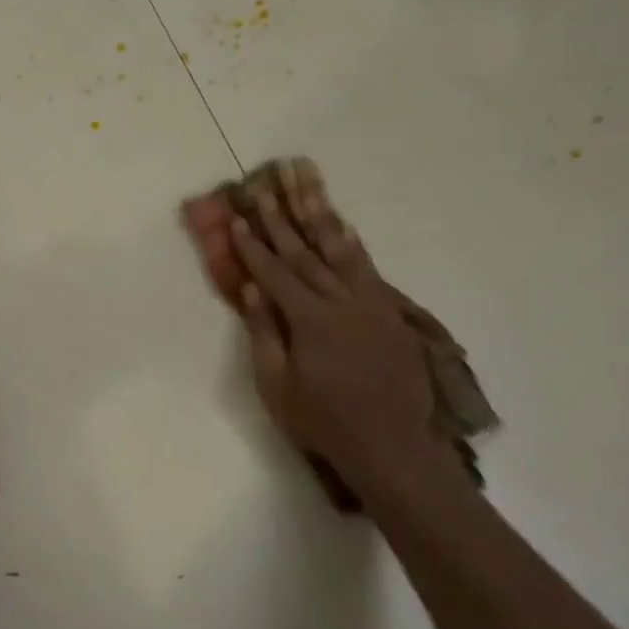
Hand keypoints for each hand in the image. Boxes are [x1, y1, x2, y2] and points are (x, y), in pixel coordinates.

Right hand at [228, 190, 450, 492]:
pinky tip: (343, 226)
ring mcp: (371, 303)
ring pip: (340, 249)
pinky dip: (352, 243)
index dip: (253, 246)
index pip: (275, 273)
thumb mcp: (277, 386)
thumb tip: (252, 290)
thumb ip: (263, 334)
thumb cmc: (323, 421)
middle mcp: (342, 301)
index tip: (236, 218)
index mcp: (310, 320)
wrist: (391, 445)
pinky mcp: (390, 312)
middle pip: (306, 252)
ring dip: (319, 215)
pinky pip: (368, 267)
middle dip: (281, 218)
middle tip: (265, 186)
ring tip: (305, 184)